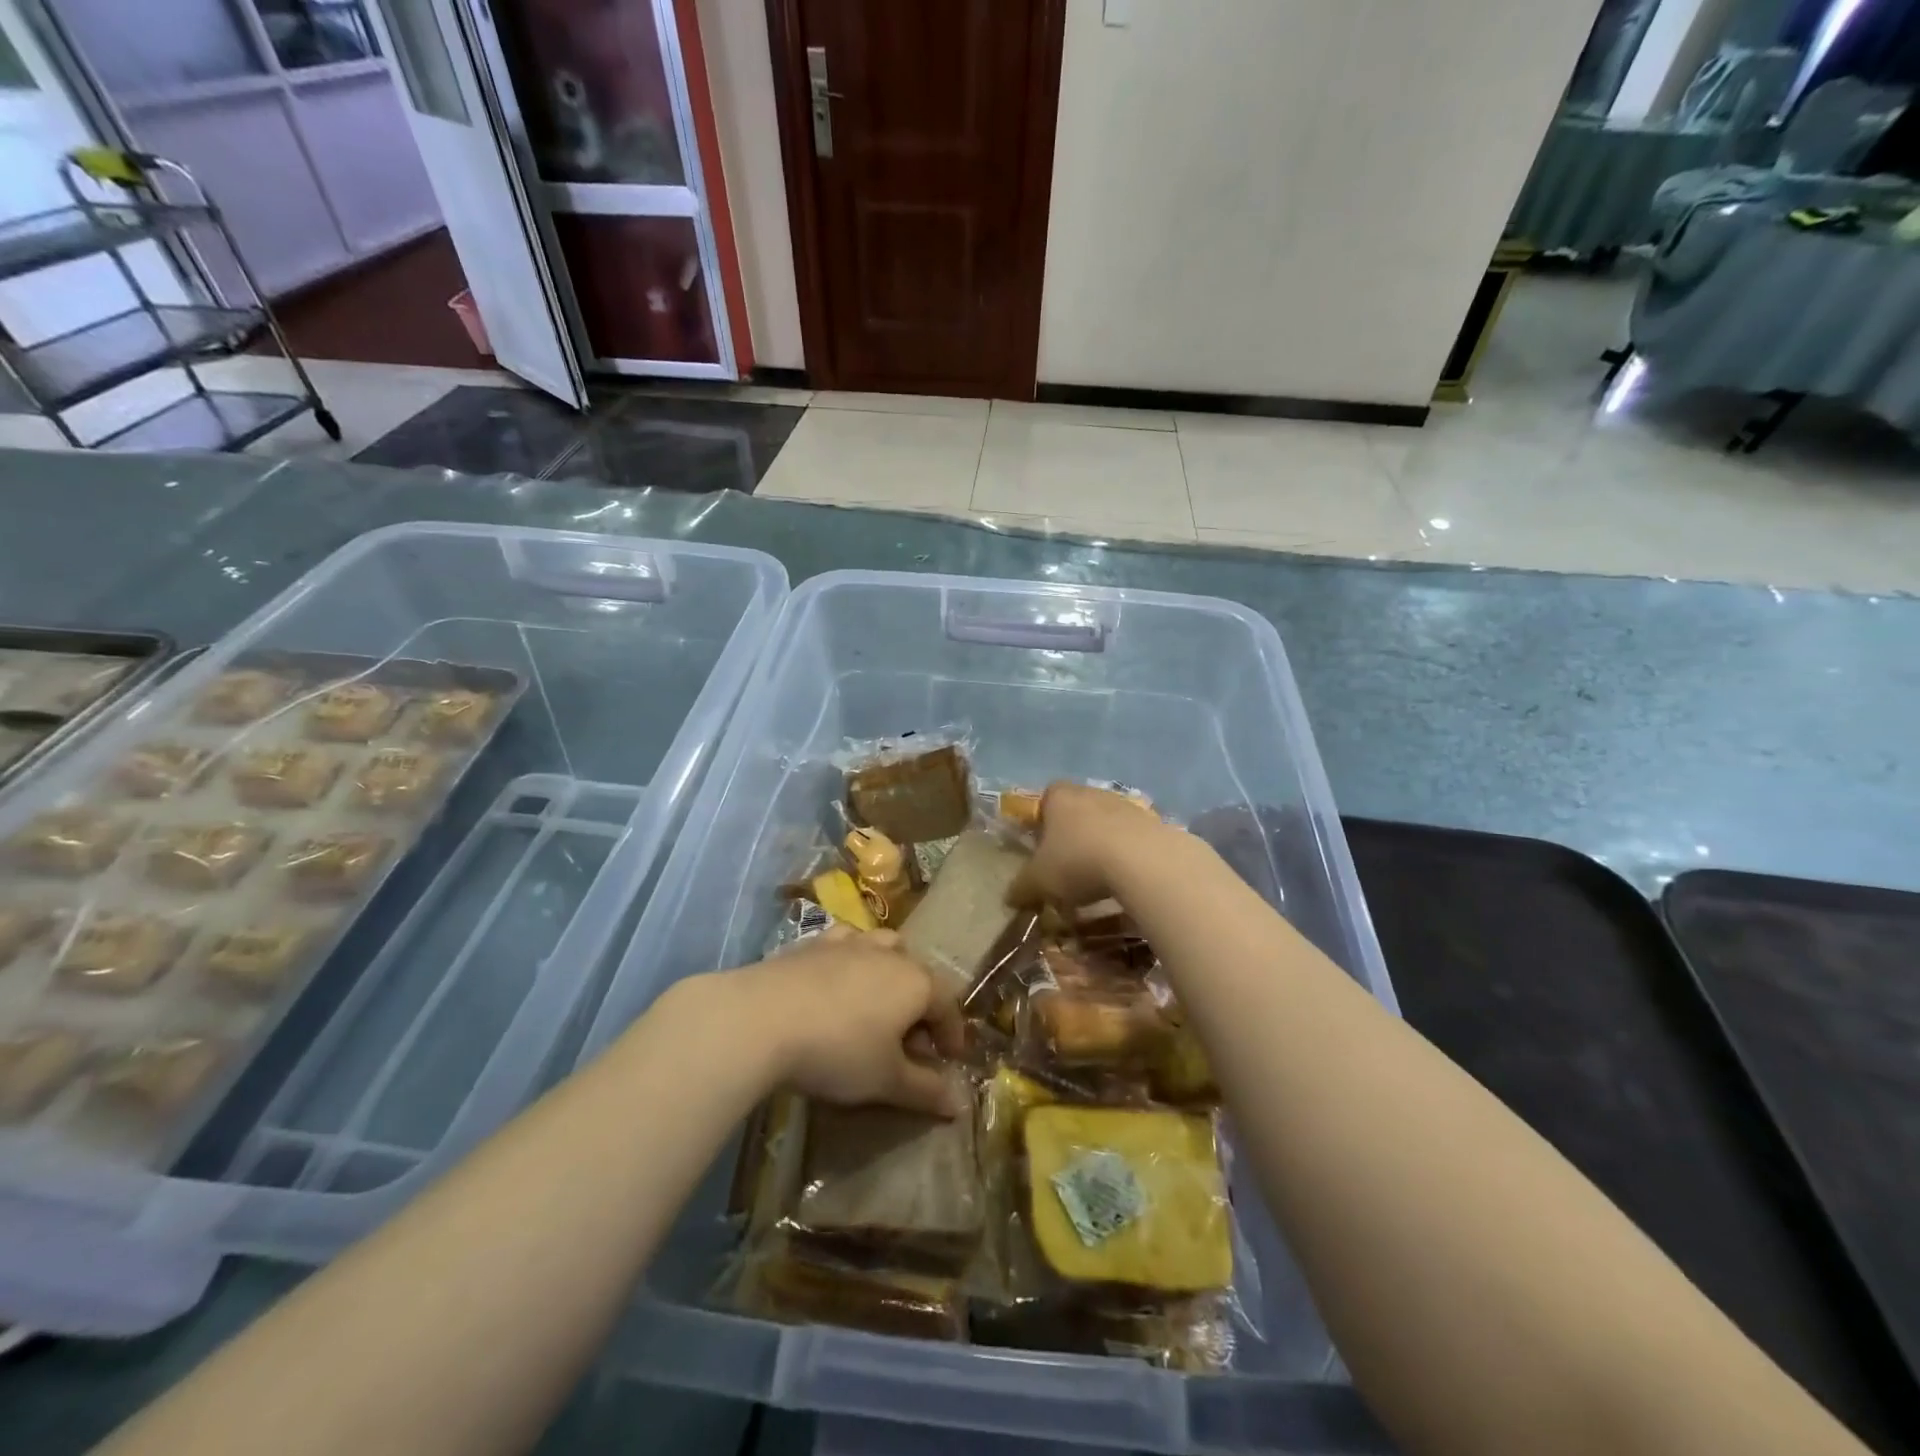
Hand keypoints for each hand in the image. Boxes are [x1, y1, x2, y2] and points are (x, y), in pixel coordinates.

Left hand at [725, 929, 965, 1117]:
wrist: (763, 1018)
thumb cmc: (838, 1051)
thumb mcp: (886, 1081)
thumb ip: (925, 1090)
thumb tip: (959, 1104)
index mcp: (916, 983)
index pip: (948, 1006)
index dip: (953, 1035)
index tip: (949, 1059)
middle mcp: (889, 954)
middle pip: (918, 975)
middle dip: (921, 1005)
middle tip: (909, 1041)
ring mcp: (851, 943)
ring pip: (885, 947)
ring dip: (891, 972)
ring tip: (877, 1002)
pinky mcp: (814, 943)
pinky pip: (846, 942)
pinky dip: (852, 958)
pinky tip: (839, 977)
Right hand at [1008, 781, 1173, 908]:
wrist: (1142, 861)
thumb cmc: (1078, 861)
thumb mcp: (1040, 881)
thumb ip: (1022, 887)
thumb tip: (1010, 898)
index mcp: (1059, 797)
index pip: (1045, 799)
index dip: (1041, 821)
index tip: (1041, 847)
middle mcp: (1092, 792)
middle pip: (1077, 810)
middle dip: (1072, 835)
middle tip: (1067, 866)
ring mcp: (1125, 805)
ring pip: (1106, 823)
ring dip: (1101, 846)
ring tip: (1098, 879)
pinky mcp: (1154, 822)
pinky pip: (1132, 838)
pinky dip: (1127, 855)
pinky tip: (1125, 880)